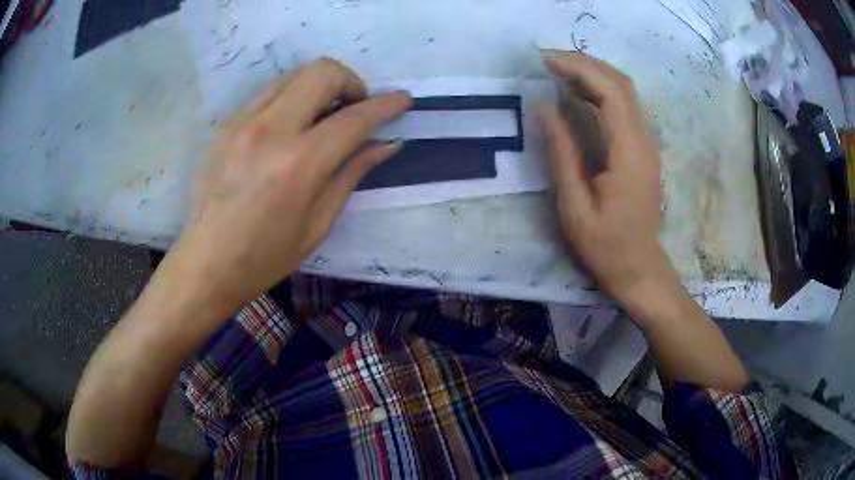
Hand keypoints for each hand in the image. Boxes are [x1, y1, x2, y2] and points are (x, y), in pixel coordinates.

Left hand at [174, 59, 411, 309]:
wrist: (207, 263)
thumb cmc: (265, 256)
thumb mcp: (319, 223)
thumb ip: (352, 173)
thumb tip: (386, 144)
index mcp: (299, 164)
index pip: (354, 118)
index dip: (386, 105)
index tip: (402, 100)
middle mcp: (270, 131)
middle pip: (322, 72)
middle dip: (350, 82)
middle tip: (353, 108)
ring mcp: (242, 122)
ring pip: (294, 75)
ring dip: (319, 86)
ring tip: (322, 116)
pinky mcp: (226, 124)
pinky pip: (269, 93)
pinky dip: (291, 99)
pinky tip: (289, 128)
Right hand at [538, 52, 679, 315]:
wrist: (640, 269)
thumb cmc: (606, 246)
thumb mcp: (574, 206)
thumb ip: (561, 153)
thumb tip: (544, 108)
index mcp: (629, 153)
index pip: (609, 92)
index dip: (578, 69)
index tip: (545, 62)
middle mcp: (644, 140)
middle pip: (621, 83)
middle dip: (585, 63)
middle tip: (548, 60)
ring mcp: (648, 144)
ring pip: (626, 91)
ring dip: (594, 73)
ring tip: (558, 71)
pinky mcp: (644, 150)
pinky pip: (626, 106)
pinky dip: (602, 90)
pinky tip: (579, 94)